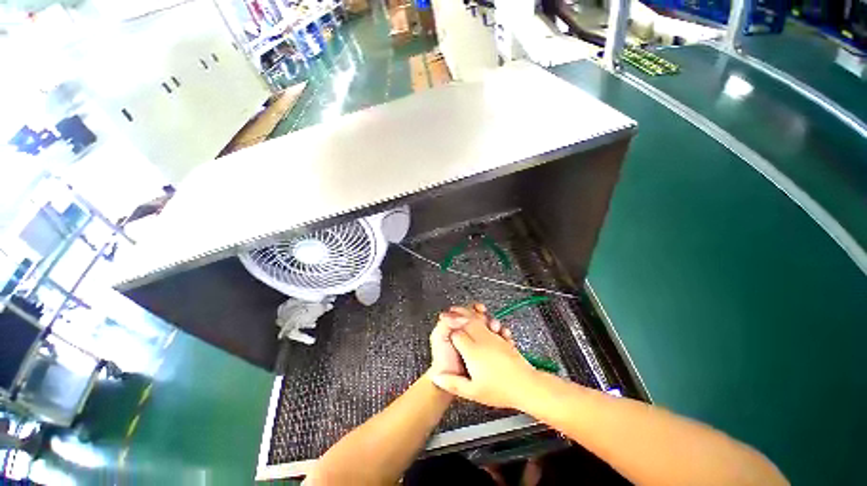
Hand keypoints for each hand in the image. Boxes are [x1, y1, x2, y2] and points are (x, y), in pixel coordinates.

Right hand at [431, 304, 537, 408]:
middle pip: (466, 321)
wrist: (527, 385)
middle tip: (449, 311)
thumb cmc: (500, 390)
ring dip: (468, 313)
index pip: (457, 334)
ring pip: (478, 320)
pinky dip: (483, 317)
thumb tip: (436, 377)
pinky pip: (490, 322)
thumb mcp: (473, 392)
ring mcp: (493, 336)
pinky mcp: (501, 337)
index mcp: (473, 352)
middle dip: (456, 315)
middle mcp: (482, 340)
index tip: (444, 327)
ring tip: (461, 309)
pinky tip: (482, 316)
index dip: (449, 330)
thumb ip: (453, 383)